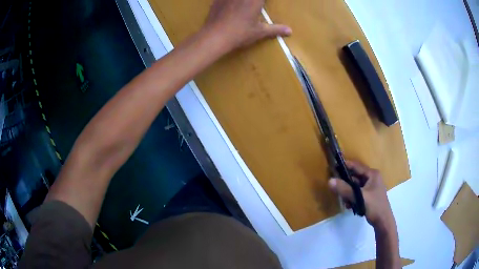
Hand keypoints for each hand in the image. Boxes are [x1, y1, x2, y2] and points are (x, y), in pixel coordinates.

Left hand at [204, 0, 291, 50]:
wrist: (215, 37)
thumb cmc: (240, 34)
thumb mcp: (260, 32)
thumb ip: (275, 29)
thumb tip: (290, 31)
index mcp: (255, 0)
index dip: (263, 0)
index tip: (263, 4)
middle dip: (256, 0)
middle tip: (256, 5)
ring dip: (244, 1)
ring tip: (243, 5)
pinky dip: (225, 0)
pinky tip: (228, 3)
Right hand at [328, 161, 395, 228]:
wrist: (383, 221)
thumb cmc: (374, 206)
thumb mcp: (359, 197)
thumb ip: (345, 189)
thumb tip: (330, 180)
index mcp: (372, 174)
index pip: (356, 166)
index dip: (345, 166)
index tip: (333, 167)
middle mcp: (372, 178)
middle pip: (355, 177)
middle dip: (346, 184)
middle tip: (337, 189)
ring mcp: (371, 187)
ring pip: (355, 186)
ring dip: (349, 193)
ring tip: (345, 202)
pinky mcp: (369, 195)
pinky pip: (357, 193)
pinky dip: (352, 198)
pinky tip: (350, 206)